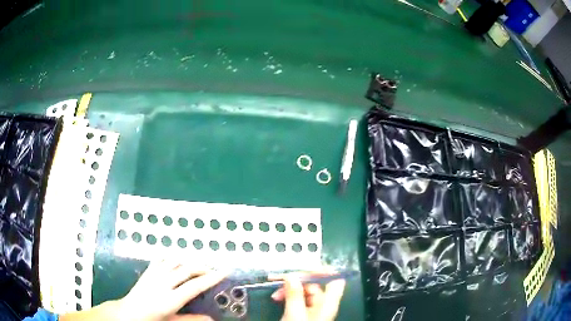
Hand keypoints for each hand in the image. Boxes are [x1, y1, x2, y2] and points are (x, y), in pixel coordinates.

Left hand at [116, 259, 225, 320]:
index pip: (195, 286)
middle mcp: (162, 283)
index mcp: (170, 299)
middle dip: (202, 267)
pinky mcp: (147, 271)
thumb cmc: (152, 320)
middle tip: (213, 269)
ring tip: (198, 265)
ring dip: (188, 261)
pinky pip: (161, 259)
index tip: (223, 272)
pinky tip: (177, 260)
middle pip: (186, 269)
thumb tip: (211, 318)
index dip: (211, 278)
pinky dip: (172, 257)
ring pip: (174, 261)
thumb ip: (192, 319)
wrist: (129, 313)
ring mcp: (153, 275)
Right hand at [271, 273, 345, 320]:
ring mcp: (313, 308)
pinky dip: (287, 295)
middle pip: (315, 283)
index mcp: (328, 303)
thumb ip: (294, 295)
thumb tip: (291, 275)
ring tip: (274, 294)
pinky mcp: (304, 311)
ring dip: (288, 288)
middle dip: (296, 280)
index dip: (325, 270)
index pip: (335, 280)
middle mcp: (323, 303)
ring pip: (303, 290)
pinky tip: (277, 298)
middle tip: (278, 279)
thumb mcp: (294, 314)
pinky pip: (297, 298)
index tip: (306, 265)